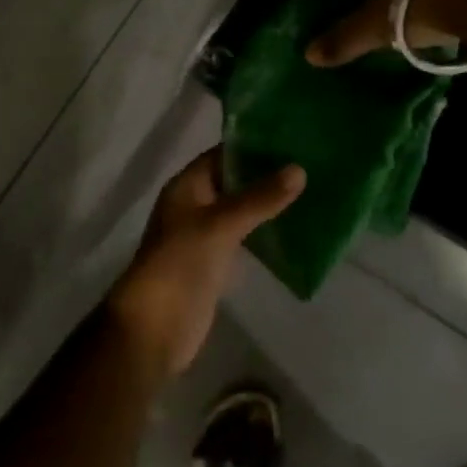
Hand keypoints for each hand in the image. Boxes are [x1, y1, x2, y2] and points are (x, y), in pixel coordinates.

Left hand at [106, 149, 305, 377]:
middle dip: (266, 175)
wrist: (156, 328)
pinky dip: (264, 230)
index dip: (254, 146)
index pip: (223, 154)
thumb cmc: (181, 264)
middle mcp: (194, 205)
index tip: (292, 139)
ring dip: (267, 203)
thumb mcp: (221, 224)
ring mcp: (203, 235)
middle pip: (233, 181)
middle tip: (310, 163)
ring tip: (310, 190)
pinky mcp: (214, 262)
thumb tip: (300, 169)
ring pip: (240, 210)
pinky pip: (243, 237)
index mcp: (187, 186)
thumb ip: (260, 198)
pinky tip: (294, 228)